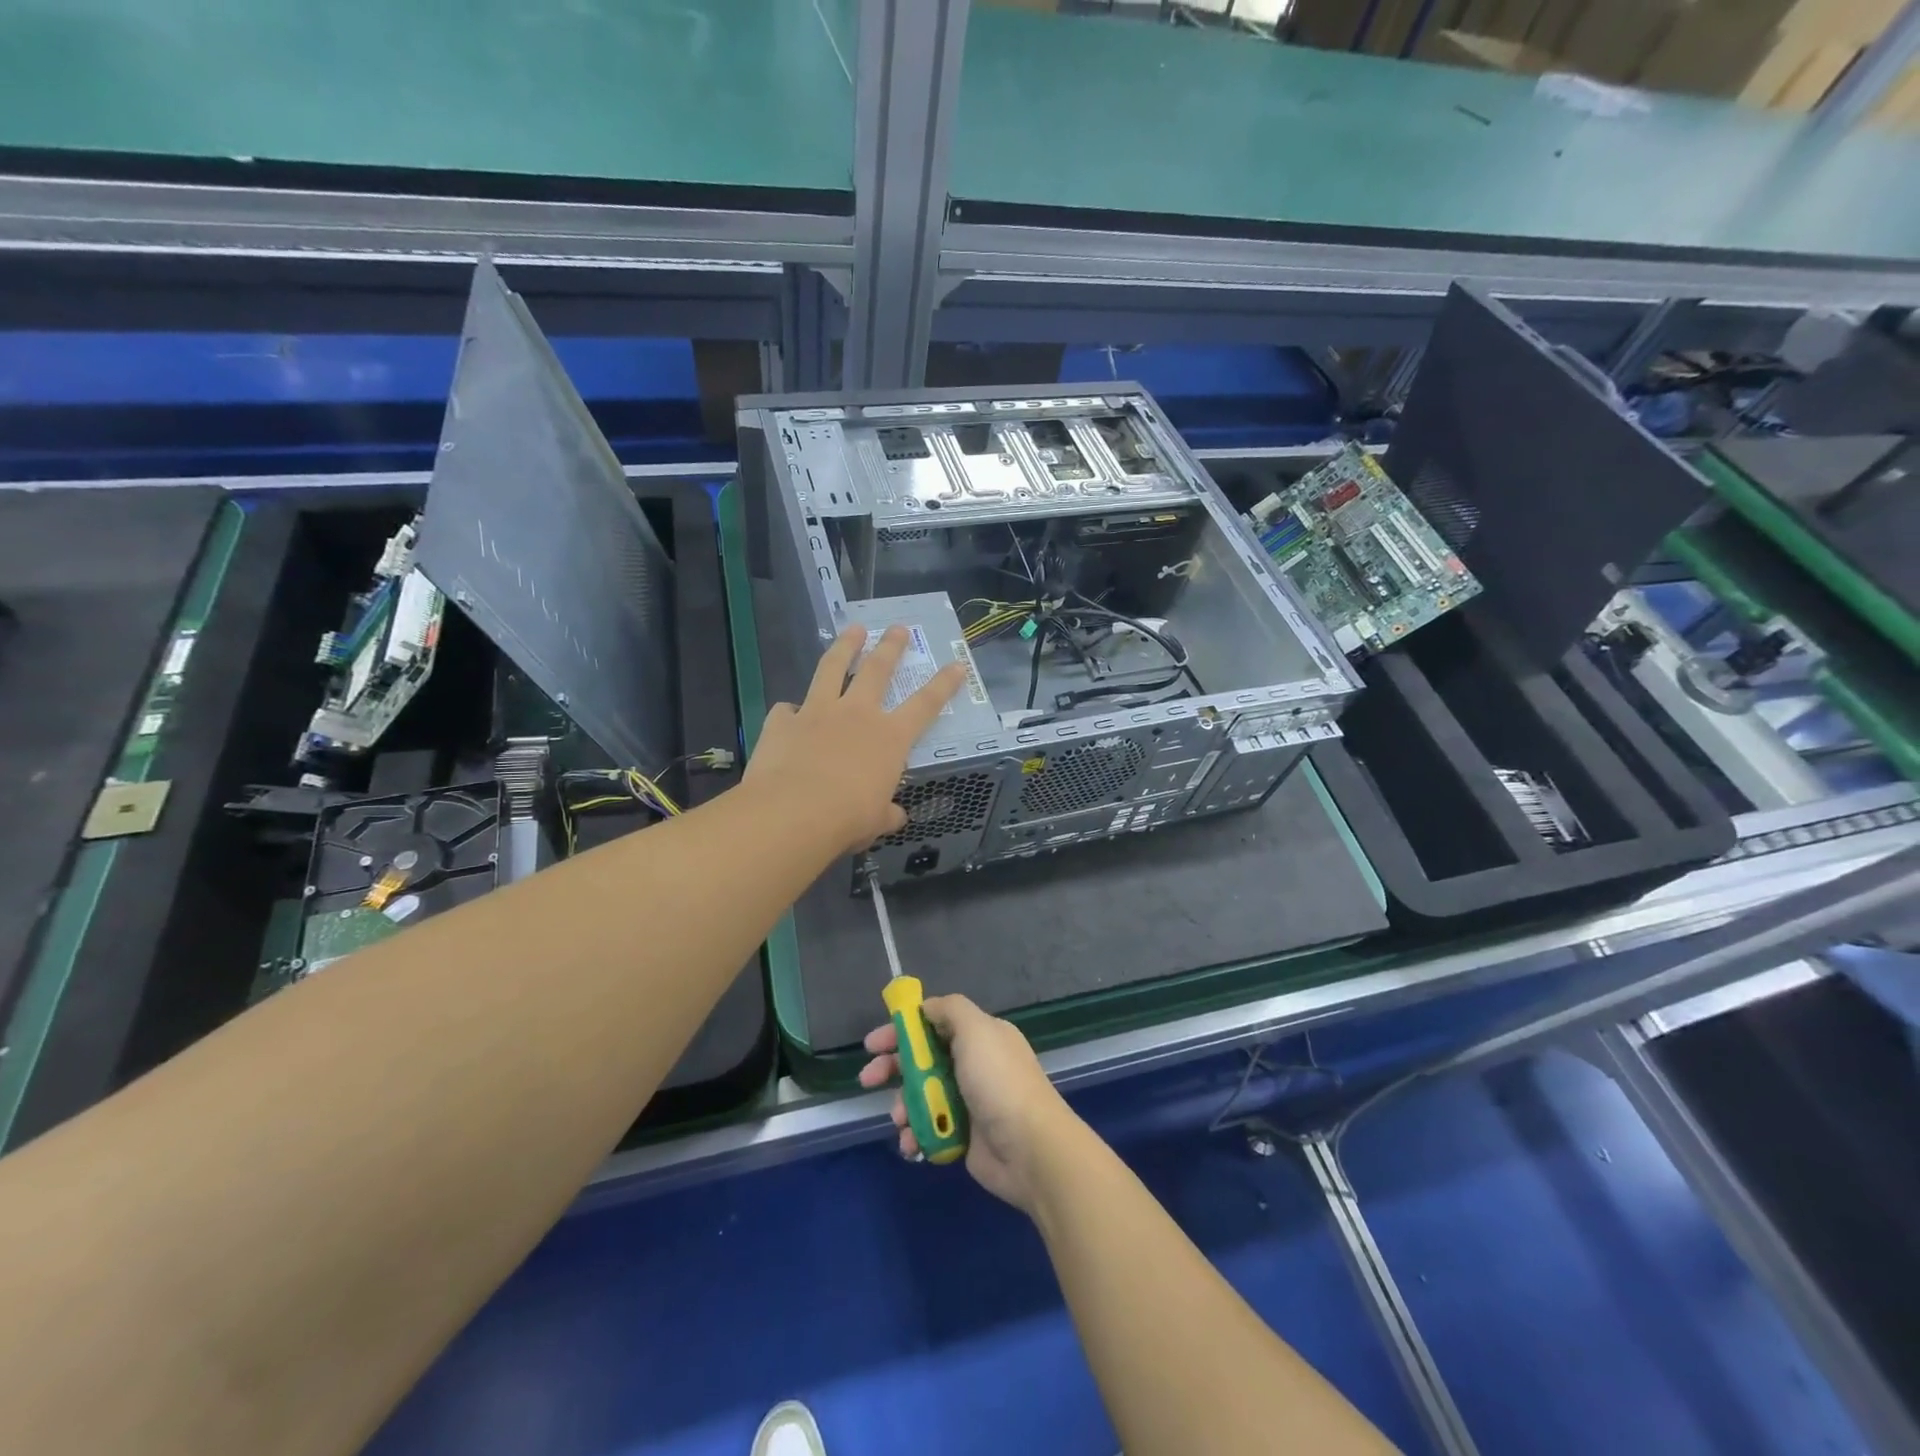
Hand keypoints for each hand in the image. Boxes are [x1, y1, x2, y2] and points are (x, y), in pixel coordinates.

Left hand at [744, 624, 965, 854]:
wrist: (792, 812)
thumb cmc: (847, 819)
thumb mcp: (876, 822)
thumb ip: (886, 814)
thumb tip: (895, 817)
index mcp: (889, 738)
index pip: (926, 705)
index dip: (944, 684)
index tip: (957, 664)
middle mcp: (857, 714)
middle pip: (878, 670)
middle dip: (891, 647)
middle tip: (898, 628)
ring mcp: (817, 712)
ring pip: (832, 668)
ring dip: (845, 647)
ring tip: (853, 630)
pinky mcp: (782, 721)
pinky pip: (786, 710)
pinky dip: (789, 711)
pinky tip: (788, 713)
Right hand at [860, 994, 1086, 1213]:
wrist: (1029, 1148)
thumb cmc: (999, 1082)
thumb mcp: (976, 1029)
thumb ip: (949, 1010)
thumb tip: (926, 1008)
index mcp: (980, 1035)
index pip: (933, 1024)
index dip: (902, 1031)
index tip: (873, 1044)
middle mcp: (973, 1064)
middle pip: (923, 1059)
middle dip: (892, 1068)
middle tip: (868, 1079)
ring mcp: (968, 1101)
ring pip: (922, 1095)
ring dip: (903, 1105)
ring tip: (900, 1120)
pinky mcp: (964, 1135)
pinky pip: (930, 1127)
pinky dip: (916, 1133)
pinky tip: (911, 1143)